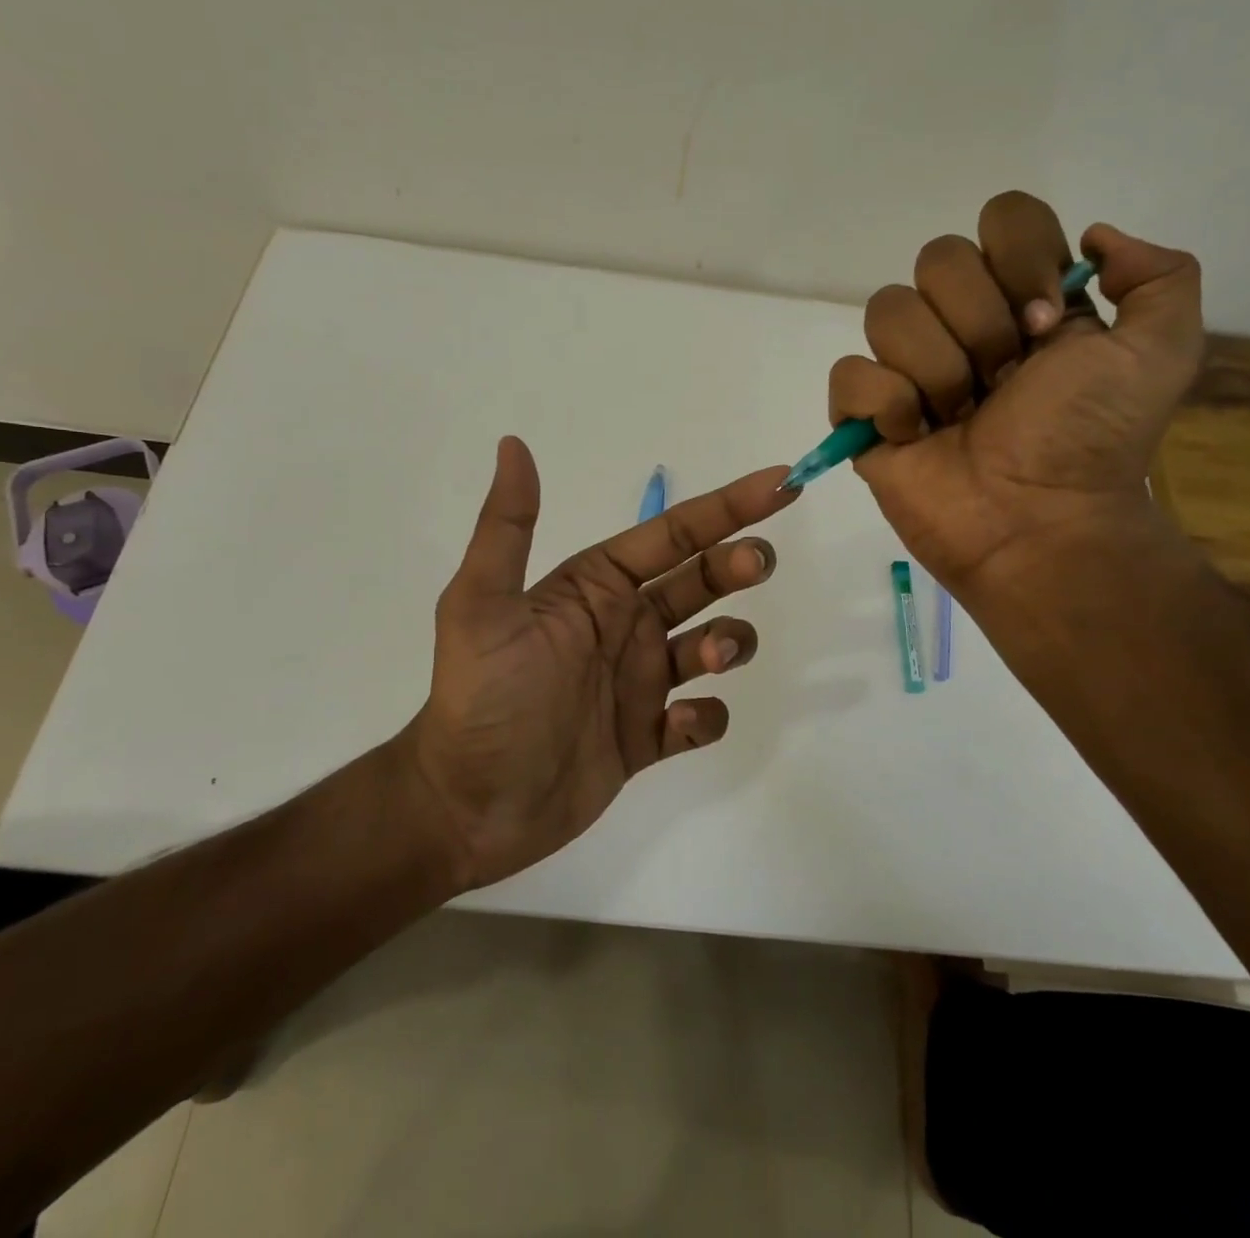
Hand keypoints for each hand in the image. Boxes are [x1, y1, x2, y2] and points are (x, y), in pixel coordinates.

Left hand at [401, 437, 796, 889]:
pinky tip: (679, 724)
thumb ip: (507, 527)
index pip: (672, 535)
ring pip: (710, 645)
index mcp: (595, 588)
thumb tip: (513, 444)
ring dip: (728, 642)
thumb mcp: (481, 605)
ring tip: (711, 656)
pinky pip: (698, 719)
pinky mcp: (646, 737)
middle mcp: (624, 626)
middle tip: (757, 565)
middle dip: (736, 564)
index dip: (726, 507)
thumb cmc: (483, 698)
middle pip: (700, 581)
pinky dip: (705, 717)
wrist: (468, 806)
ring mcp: (639, 683)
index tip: (781, 485)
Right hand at [829, 191, 1202, 595]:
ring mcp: (907, 369)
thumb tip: (1091, 240)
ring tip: (960, 417)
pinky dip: (884, 403)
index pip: (1001, 219)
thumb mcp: (1162, 351)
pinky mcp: (865, 416)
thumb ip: (1160, 275)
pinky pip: (850, 374)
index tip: (1045, 324)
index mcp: (1022, 300)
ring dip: (937, 370)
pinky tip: (913, 435)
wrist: (1041, 525)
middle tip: (1005, 382)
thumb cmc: (1093, 441)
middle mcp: (961, 324)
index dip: (1020, 258)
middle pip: (936, 259)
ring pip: (888, 311)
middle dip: (980, 325)